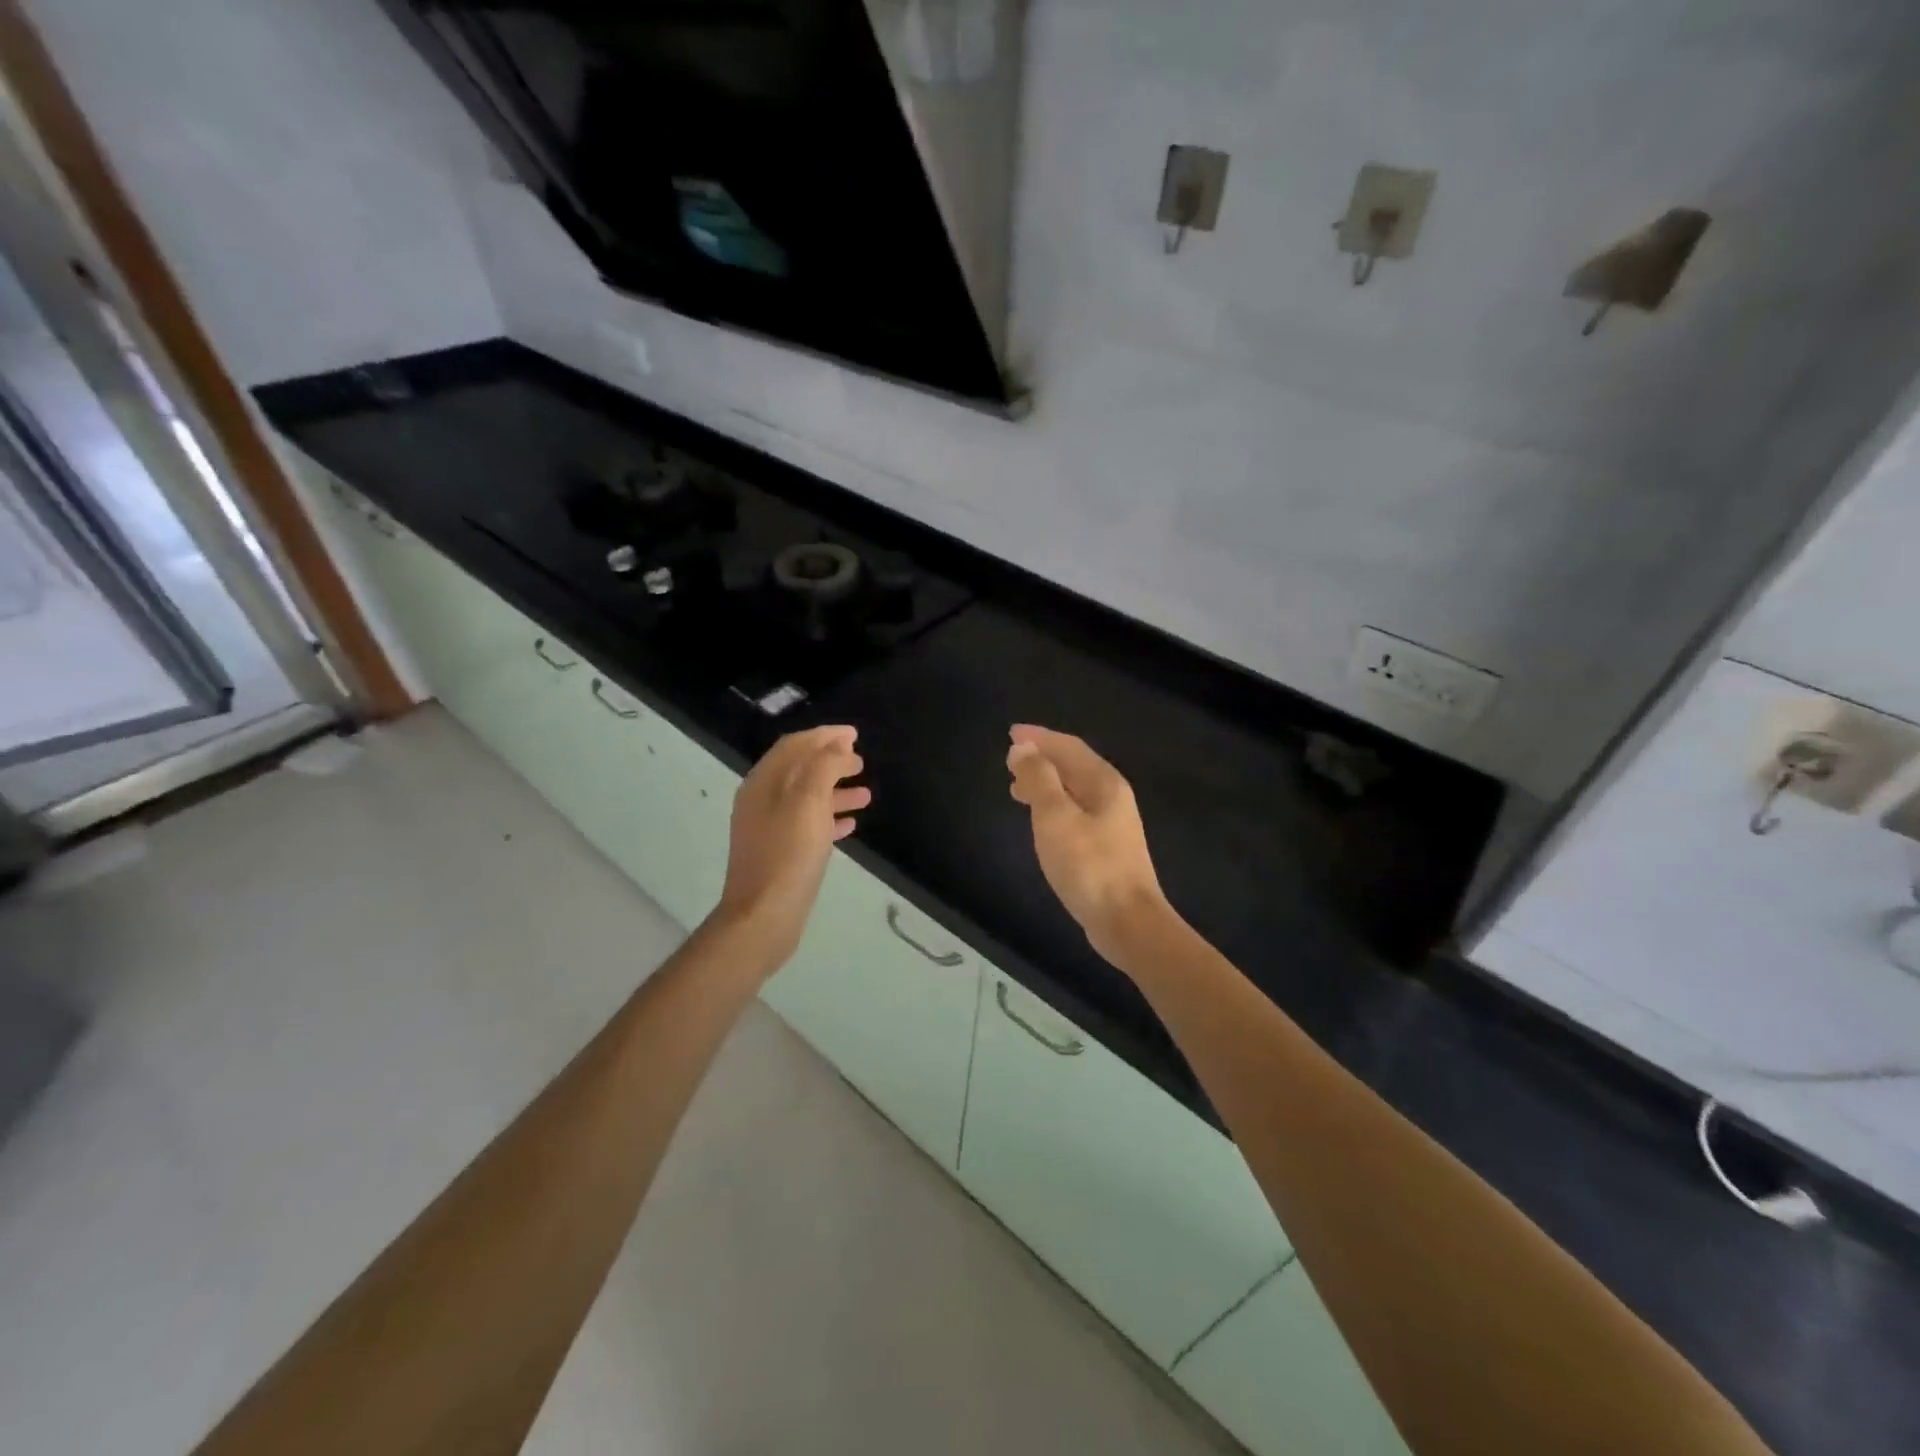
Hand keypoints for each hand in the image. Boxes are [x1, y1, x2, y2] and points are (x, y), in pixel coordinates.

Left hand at [712, 725, 869, 971]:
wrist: (763, 917)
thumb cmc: (789, 854)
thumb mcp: (809, 802)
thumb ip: (824, 766)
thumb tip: (837, 745)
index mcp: (763, 782)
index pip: (795, 745)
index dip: (824, 736)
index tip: (855, 734)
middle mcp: (761, 800)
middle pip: (800, 769)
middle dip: (831, 761)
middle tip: (862, 761)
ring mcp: (768, 828)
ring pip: (806, 798)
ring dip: (835, 790)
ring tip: (866, 793)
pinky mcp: (779, 853)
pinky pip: (807, 824)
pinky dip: (829, 817)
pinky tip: (851, 823)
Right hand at [1006, 724, 1168, 962]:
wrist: (1127, 922)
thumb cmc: (1089, 866)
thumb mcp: (1055, 817)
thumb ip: (1039, 779)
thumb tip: (1023, 749)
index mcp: (1104, 783)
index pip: (1069, 747)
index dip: (1039, 737)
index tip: (1011, 733)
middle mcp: (1113, 797)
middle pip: (1074, 767)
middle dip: (1042, 759)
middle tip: (1010, 762)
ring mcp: (1113, 825)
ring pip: (1074, 791)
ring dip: (1046, 784)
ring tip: (1017, 790)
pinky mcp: (1107, 849)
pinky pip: (1075, 813)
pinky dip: (1053, 807)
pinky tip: (1041, 823)